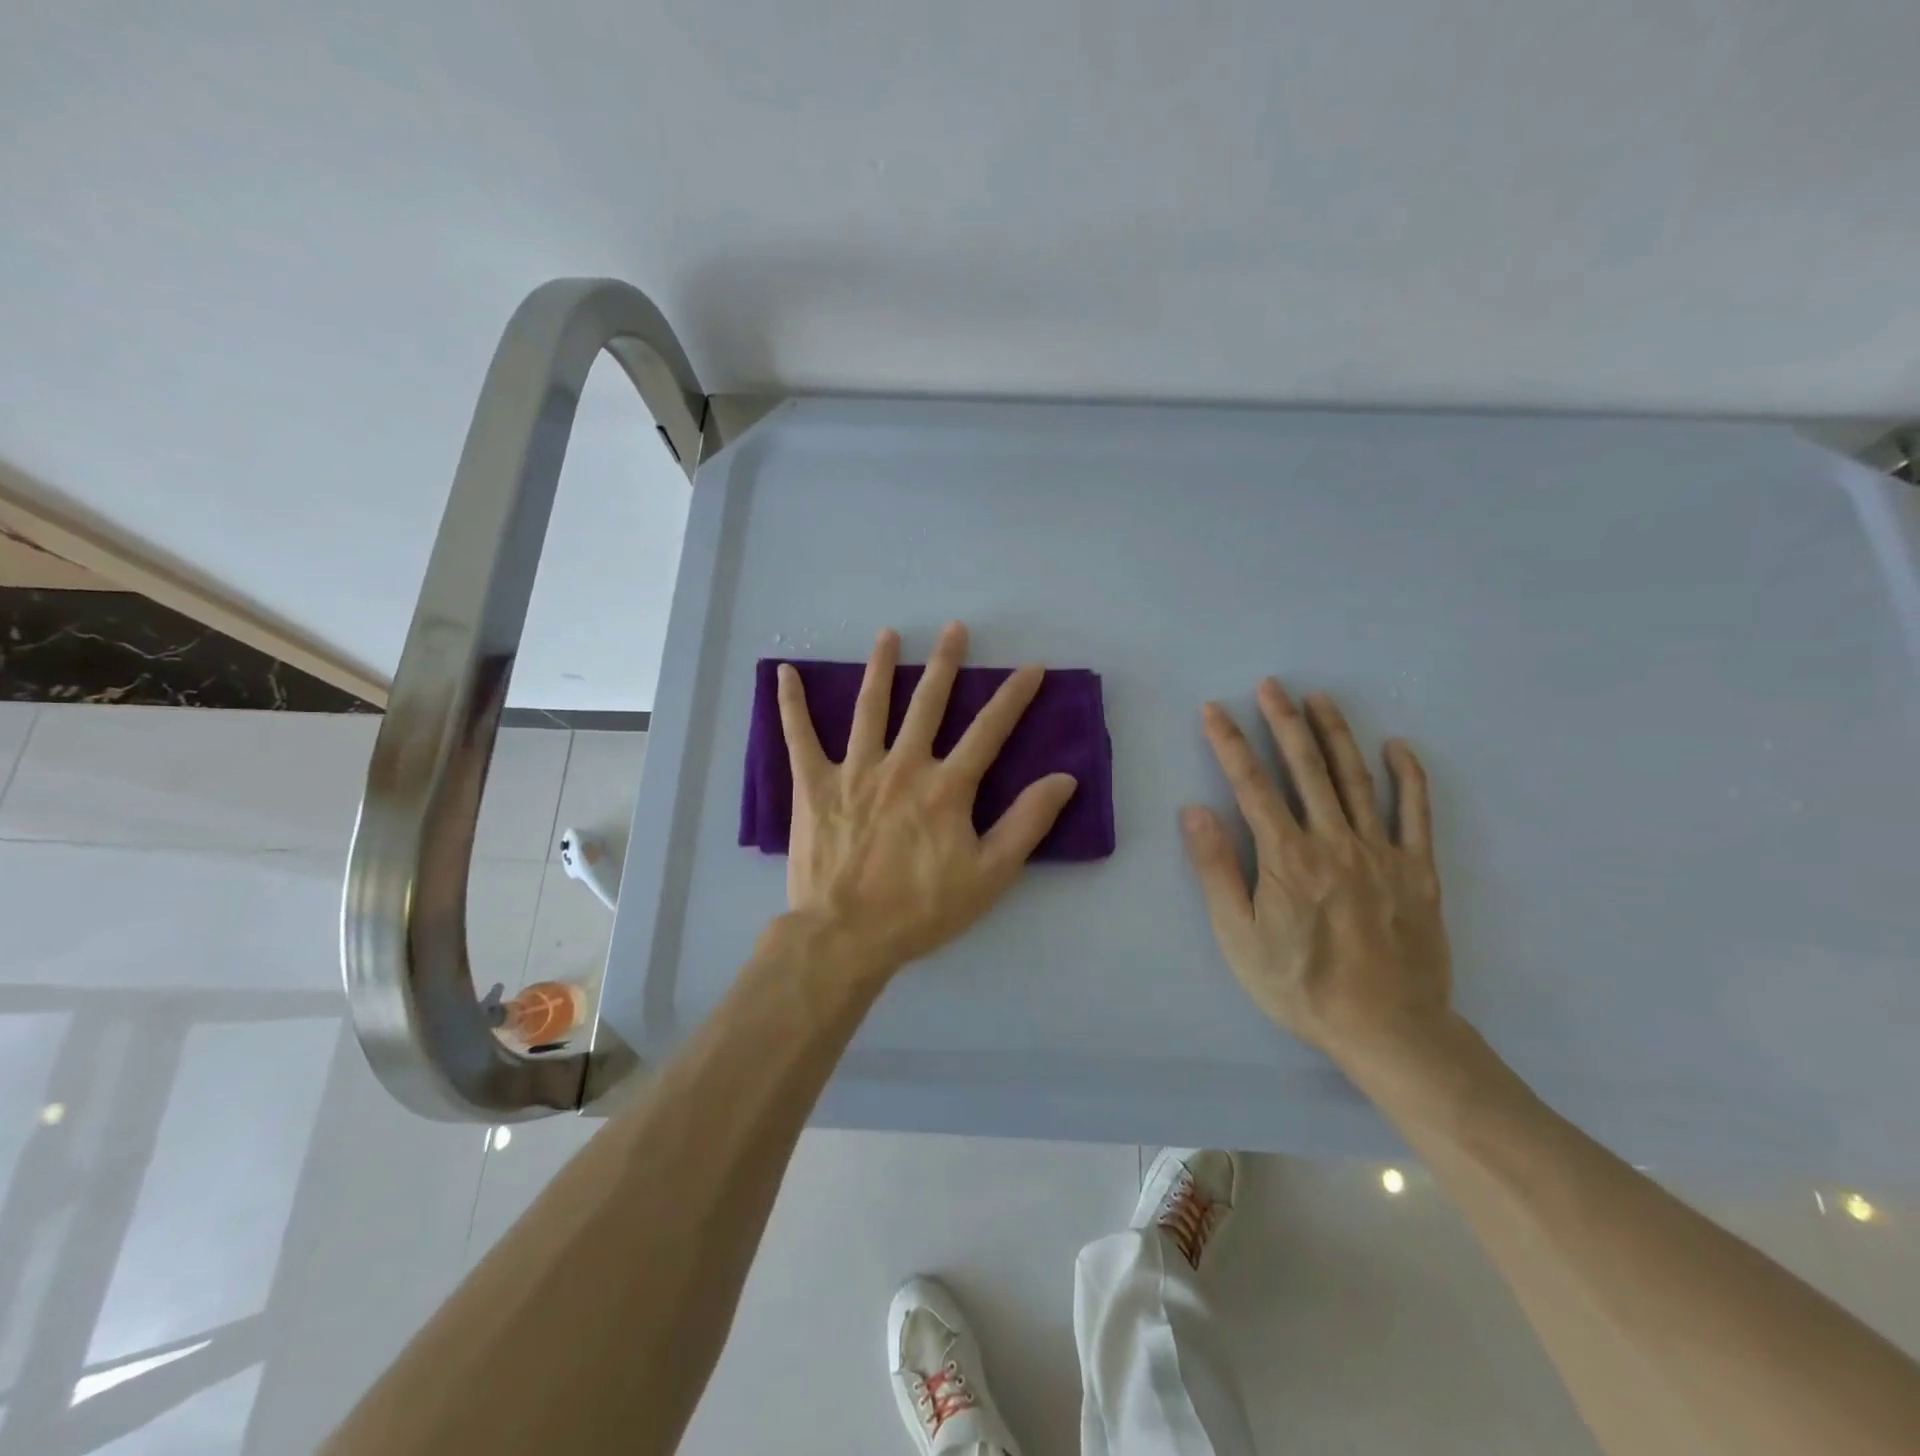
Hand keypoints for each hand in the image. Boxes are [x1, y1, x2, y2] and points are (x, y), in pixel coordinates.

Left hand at [776, 622, 1079, 981]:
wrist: (846, 935)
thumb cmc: (922, 909)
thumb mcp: (989, 874)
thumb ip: (1027, 823)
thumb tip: (1063, 779)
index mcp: (946, 787)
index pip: (989, 730)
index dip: (1014, 696)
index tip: (1031, 667)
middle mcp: (902, 765)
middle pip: (928, 703)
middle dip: (946, 663)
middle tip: (955, 628)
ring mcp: (855, 770)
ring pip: (870, 707)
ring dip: (881, 667)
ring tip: (888, 635)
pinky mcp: (814, 785)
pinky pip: (799, 736)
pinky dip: (791, 704)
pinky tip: (785, 672)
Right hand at [1180, 679, 1452, 1064]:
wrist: (1388, 1028)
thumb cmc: (1301, 986)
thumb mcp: (1239, 937)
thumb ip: (1217, 871)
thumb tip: (1194, 811)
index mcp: (1286, 856)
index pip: (1251, 784)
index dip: (1229, 742)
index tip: (1214, 709)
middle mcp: (1333, 841)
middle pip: (1305, 768)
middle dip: (1283, 721)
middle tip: (1272, 685)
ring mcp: (1381, 851)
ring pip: (1355, 779)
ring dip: (1335, 734)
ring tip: (1319, 699)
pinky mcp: (1418, 869)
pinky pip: (1417, 813)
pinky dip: (1409, 776)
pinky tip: (1398, 747)